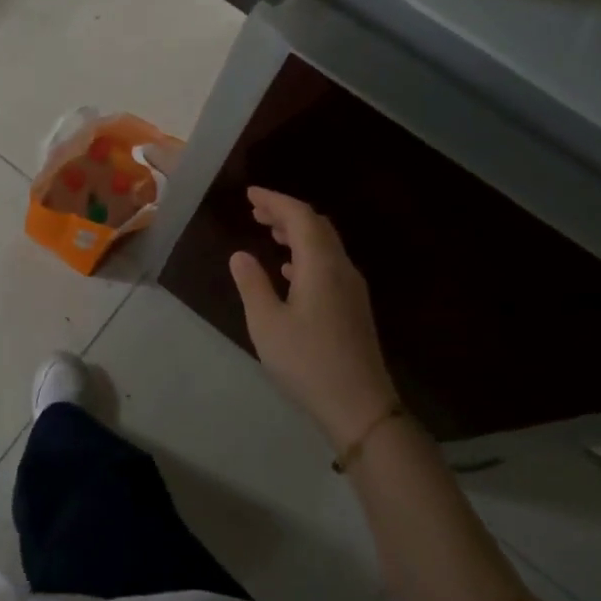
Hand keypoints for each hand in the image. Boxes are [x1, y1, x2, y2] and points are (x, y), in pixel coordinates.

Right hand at [229, 187, 403, 450]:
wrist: (360, 406)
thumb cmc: (307, 362)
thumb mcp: (267, 323)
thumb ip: (252, 284)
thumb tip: (240, 255)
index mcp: (321, 265)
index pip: (300, 217)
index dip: (275, 200)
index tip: (250, 194)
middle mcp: (341, 268)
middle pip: (317, 226)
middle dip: (286, 213)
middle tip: (256, 211)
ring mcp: (352, 288)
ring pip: (325, 245)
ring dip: (297, 233)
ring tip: (268, 232)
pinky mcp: (354, 307)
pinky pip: (329, 264)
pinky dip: (306, 255)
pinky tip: (289, 270)